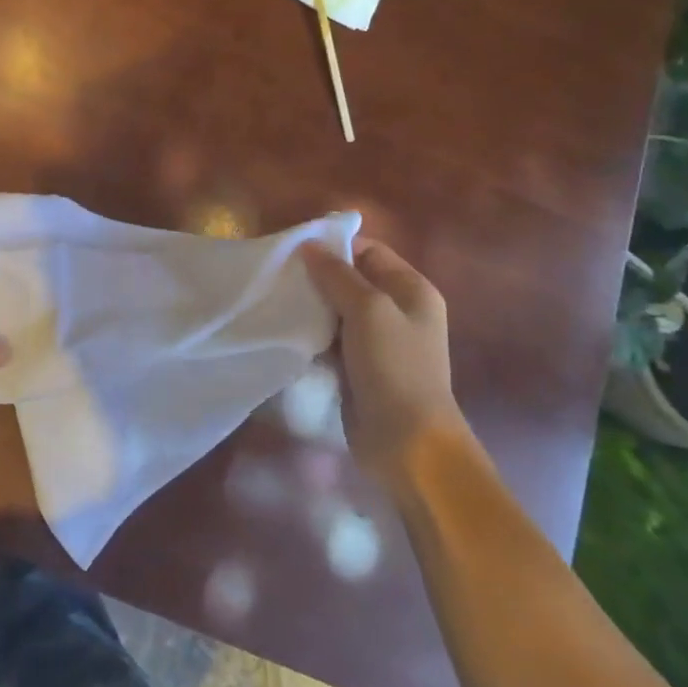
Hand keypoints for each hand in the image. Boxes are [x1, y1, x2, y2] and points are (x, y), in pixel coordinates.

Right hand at [302, 236, 468, 477]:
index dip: (335, 246)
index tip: (293, 249)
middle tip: (278, 274)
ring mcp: (377, 340)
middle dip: (316, 275)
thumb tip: (309, 245)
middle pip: (350, 278)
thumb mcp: (368, 310)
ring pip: (336, 309)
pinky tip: (285, 328)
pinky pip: (330, 336)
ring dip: (310, 304)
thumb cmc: (394, 366)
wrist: (406, 441)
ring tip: (275, 299)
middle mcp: (397, 310)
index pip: (369, 251)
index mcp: (412, 290)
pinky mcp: (357, 365)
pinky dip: (310, 331)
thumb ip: (338, 274)